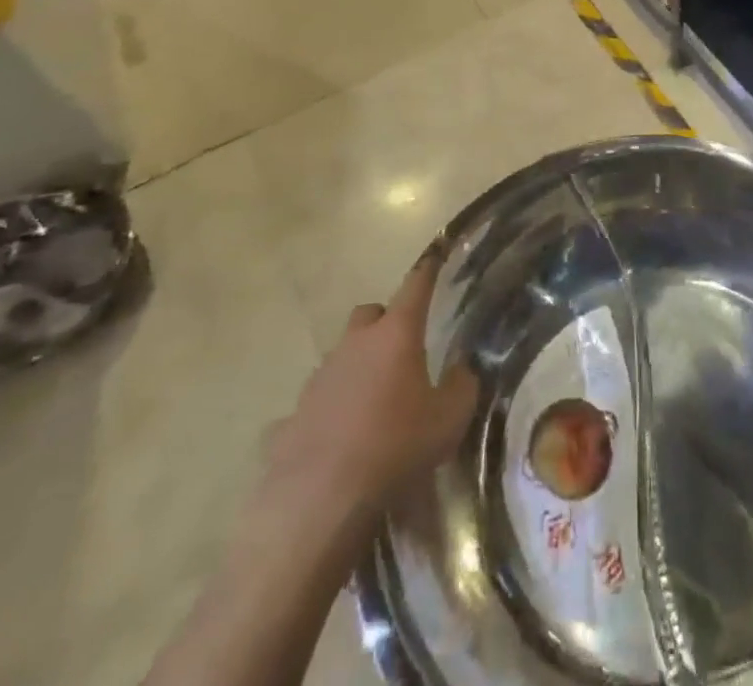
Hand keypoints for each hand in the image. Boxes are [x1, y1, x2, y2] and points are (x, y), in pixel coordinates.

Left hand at [258, 256, 477, 522]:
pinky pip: (313, 407)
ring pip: (340, 358)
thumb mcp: (450, 419)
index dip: (427, 269)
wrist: (320, 500)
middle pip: (368, 316)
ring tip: (372, 406)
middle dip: (384, 324)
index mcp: (395, 335)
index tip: (436, 253)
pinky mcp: (290, 417)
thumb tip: (461, 370)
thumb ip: (462, 386)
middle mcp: (354, 345)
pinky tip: (335, 444)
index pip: (415, 286)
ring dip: (356, 370)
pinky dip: (326, 416)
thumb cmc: (396, 447)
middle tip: (401, 351)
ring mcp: (317, 379)